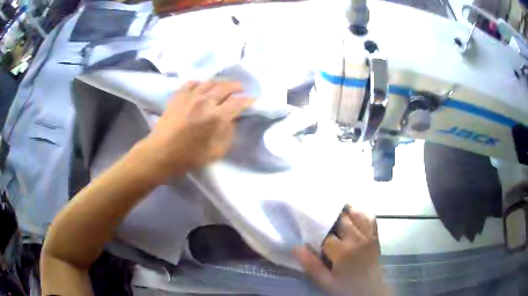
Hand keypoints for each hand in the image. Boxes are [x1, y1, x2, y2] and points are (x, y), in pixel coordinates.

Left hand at [138, 81, 253, 180]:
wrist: (161, 154)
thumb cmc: (189, 157)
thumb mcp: (216, 152)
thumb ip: (228, 134)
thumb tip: (232, 121)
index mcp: (216, 117)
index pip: (238, 103)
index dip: (248, 101)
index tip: (253, 100)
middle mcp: (205, 102)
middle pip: (225, 87)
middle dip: (236, 87)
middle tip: (241, 89)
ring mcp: (190, 97)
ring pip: (209, 82)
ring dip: (220, 83)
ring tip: (223, 86)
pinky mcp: (178, 96)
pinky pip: (191, 83)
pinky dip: (200, 83)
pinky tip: (201, 87)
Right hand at [294, 206, 385, 295]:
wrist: (370, 291)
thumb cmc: (346, 287)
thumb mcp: (326, 282)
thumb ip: (311, 265)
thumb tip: (295, 247)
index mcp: (343, 251)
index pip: (325, 233)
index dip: (314, 230)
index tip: (307, 231)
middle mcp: (358, 239)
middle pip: (341, 219)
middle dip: (328, 217)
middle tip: (318, 220)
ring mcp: (368, 235)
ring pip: (355, 214)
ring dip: (343, 212)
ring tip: (332, 214)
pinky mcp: (375, 236)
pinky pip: (369, 218)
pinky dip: (359, 213)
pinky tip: (351, 216)